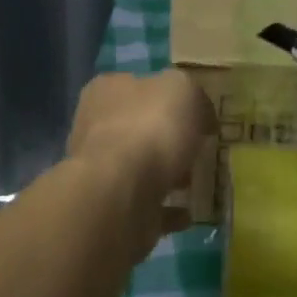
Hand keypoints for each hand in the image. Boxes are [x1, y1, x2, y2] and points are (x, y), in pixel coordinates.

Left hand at [67, 70, 212, 256]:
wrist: (120, 193)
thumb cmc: (150, 128)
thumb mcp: (183, 90)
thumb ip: (193, 94)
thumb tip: (199, 112)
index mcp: (107, 90)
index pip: (138, 85)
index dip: (168, 95)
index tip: (196, 112)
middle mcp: (96, 126)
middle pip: (138, 127)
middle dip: (168, 138)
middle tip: (199, 147)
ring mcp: (101, 170)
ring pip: (141, 167)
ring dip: (168, 174)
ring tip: (196, 182)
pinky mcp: (111, 207)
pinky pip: (146, 205)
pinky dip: (167, 209)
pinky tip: (188, 212)